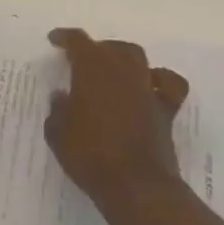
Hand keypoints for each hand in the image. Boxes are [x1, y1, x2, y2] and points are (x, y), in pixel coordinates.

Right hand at [45, 28, 189, 223]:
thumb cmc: (90, 157)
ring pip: (137, 57)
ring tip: (111, 69)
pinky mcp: (165, 109)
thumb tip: (61, 96)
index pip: (78, 41)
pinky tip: (150, 85)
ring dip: (122, 57)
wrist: (136, 186)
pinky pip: (168, 83)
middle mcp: (122, 70)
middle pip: (110, 47)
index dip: (65, 37)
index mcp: (92, 70)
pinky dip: (159, 79)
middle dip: (94, 49)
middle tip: (81, 62)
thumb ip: (57, 111)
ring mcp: (147, 88)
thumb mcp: (58, 135)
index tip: (55, 40)